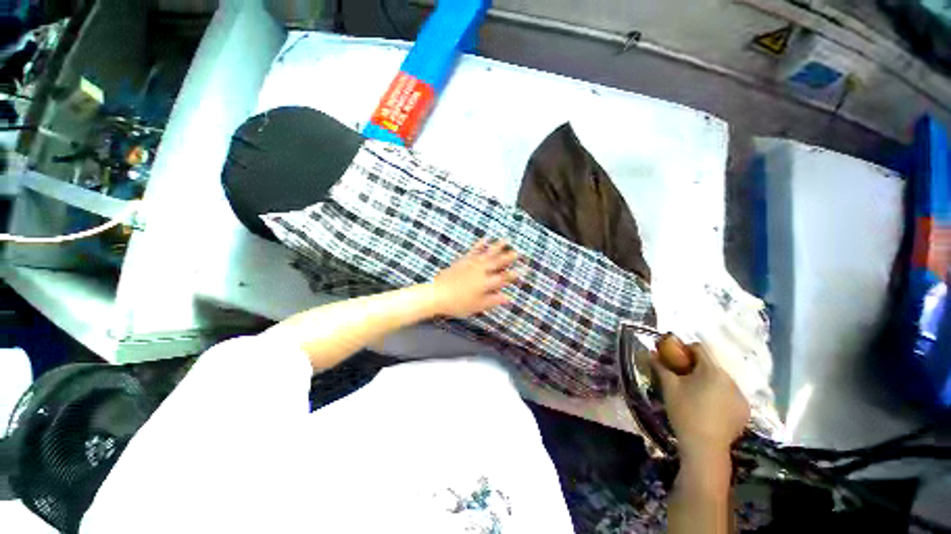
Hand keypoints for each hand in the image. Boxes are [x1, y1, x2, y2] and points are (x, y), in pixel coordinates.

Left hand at [431, 239, 518, 317]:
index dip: (514, 274)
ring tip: (506, 239)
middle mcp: (481, 271)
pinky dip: (480, 244)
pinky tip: (486, 238)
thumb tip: (508, 297)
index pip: (503, 278)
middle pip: (497, 263)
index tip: (524, 269)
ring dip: (498, 246)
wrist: (437, 294)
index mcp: (486, 283)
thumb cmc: (458, 303)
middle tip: (518, 251)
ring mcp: (472, 264)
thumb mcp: (477, 306)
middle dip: (508, 257)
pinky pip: (474, 250)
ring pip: (488, 253)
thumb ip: (493, 301)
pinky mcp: (463, 260)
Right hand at [652, 336, 749, 462]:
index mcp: (712, 370)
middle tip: (682, 379)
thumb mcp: (668, 386)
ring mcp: (741, 395)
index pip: (699, 348)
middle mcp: (731, 379)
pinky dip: (719, 395)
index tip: (675, 360)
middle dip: (696, 367)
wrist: (705, 447)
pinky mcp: (745, 410)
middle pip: (711, 364)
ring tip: (696, 395)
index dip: (685, 349)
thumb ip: (660, 366)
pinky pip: (730, 394)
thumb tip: (650, 352)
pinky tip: (709, 408)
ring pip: (721, 379)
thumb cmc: (685, 411)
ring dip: (708, 381)